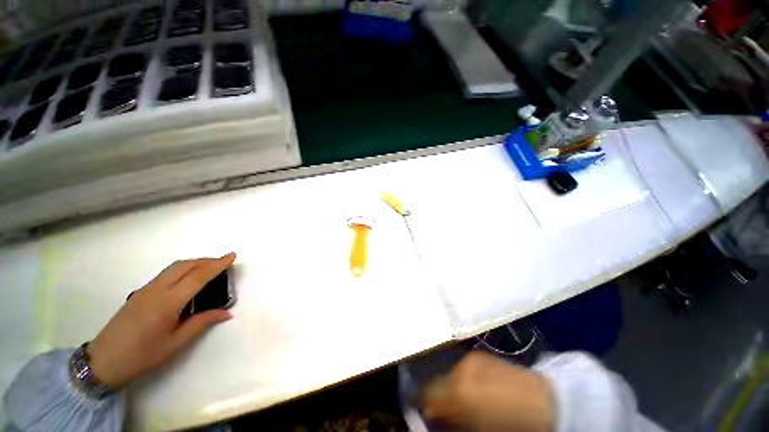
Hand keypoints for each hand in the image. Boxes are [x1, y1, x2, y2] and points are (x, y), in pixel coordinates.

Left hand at [86, 253, 235, 388]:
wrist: (103, 361)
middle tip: (224, 262)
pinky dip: (183, 269)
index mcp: (167, 302)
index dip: (217, 265)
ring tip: (210, 268)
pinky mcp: (140, 292)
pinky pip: (166, 273)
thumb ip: (201, 322)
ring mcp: (146, 289)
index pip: (198, 277)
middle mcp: (156, 290)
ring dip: (195, 263)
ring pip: (174, 267)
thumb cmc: (142, 355)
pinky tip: (188, 280)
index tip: (232, 256)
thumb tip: (226, 313)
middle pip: (185, 265)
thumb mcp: (175, 343)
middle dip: (207, 260)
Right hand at [422, 352, 553, 431]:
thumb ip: (451, 419)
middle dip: (437, 393)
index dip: (424, 403)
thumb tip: (433, 413)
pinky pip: (462, 366)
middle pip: (436, 380)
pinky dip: (461, 376)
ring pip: (449, 371)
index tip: (426, 410)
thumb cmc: (511, 423)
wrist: (546, 403)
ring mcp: (471, 358)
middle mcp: (461, 368)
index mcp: (460, 391)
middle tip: (443, 406)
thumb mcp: (478, 428)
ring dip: (449, 384)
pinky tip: (472, 385)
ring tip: (460, 396)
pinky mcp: (480, 354)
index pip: (429, 394)